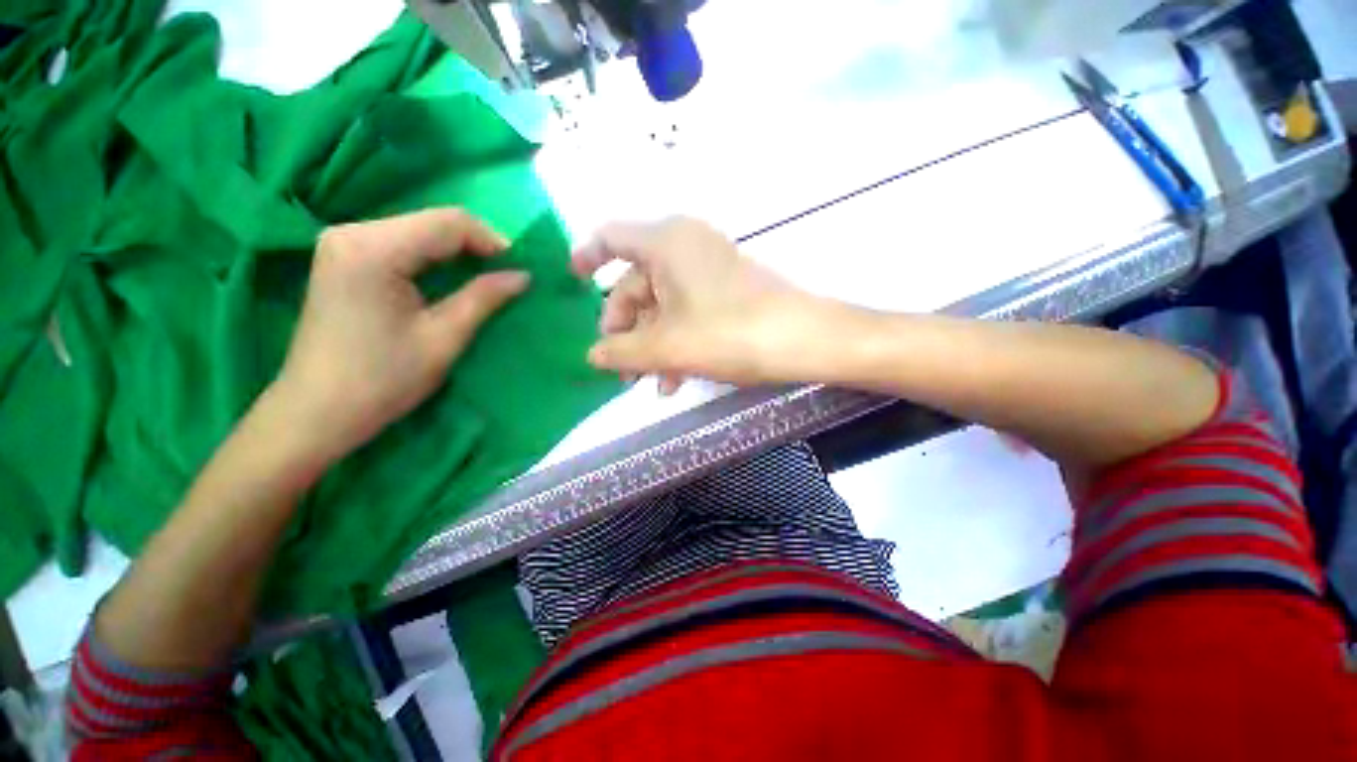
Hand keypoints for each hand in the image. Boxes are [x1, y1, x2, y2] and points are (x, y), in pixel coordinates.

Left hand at [273, 209, 528, 460]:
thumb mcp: (444, 338)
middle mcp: (353, 232)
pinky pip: (402, 243)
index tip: (520, 270)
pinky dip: (435, 258)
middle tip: (507, 278)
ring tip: (486, 280)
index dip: (493, 241)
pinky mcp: (343, 257)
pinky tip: (451, 280)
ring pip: (420, 230)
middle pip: (433, 222)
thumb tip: (524, 275)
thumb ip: (484, 297)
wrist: (317, 412)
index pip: (449, 222)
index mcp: (374, 249)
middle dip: (477, 246)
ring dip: (458, 252)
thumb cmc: (383, 380)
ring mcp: (343, 242)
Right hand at [574, 217, 826, 393]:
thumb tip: (592, 356)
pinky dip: (675, 341)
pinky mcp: (725, 290)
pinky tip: (674, 379)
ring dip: (650, 343)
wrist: (805, 340)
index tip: (573, 283)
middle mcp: (685, 246)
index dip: (587, 257)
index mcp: (665, 243)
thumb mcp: (667, 346)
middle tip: (620, 368)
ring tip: (649, 383)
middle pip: (635, 283)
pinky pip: (686, 311)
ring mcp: (707, 268)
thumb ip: (622, 351)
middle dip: (624, 328)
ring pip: (662, 304)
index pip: (611, 237)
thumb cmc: (730, 332)